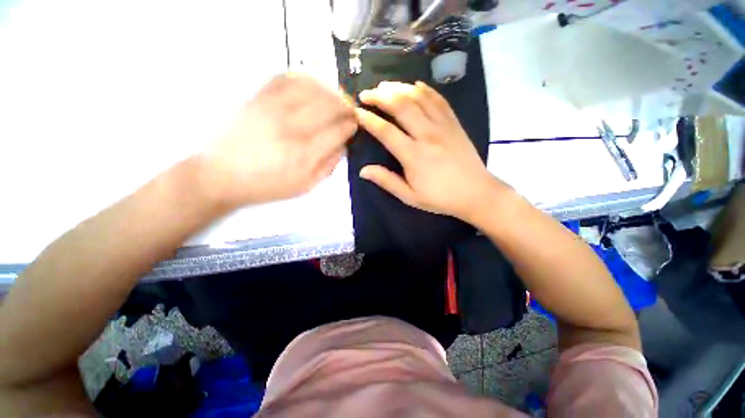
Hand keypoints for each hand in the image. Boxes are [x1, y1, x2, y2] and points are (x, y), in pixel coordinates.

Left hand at [198, 75, 356, 207]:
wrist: (221, 175)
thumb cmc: (268, 185)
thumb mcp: (305, 186)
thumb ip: (328, 166)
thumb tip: (343, 145)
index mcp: (306, 153)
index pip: (339, 130)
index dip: (351, 124)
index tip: (355, 124)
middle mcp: (293, 127)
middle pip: (330, 105)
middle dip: (346, 105)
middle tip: (350, 110)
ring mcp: (274, 108)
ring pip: (313, 87)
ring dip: (330, 90)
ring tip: (335, 98)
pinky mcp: (258, 97)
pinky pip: (287, 78)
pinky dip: (305, 78)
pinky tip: (312, 86)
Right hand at [356, 81, 507, 221]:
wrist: (476, 193)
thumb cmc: (440, 197)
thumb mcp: (410, 196)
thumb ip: (387, 181)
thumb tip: (363, 170)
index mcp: (413, 156)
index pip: (385, 131)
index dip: (368, 120)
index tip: (356, 113)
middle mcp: (427, 135)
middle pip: (401, 105)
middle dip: (380, 96)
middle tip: (367, 94)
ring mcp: (443, 126)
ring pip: (418, 97)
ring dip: (399, 88)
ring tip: (385, 86)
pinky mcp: (454, 123)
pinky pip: (438, 99)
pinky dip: (424, 89)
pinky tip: (414, 86)